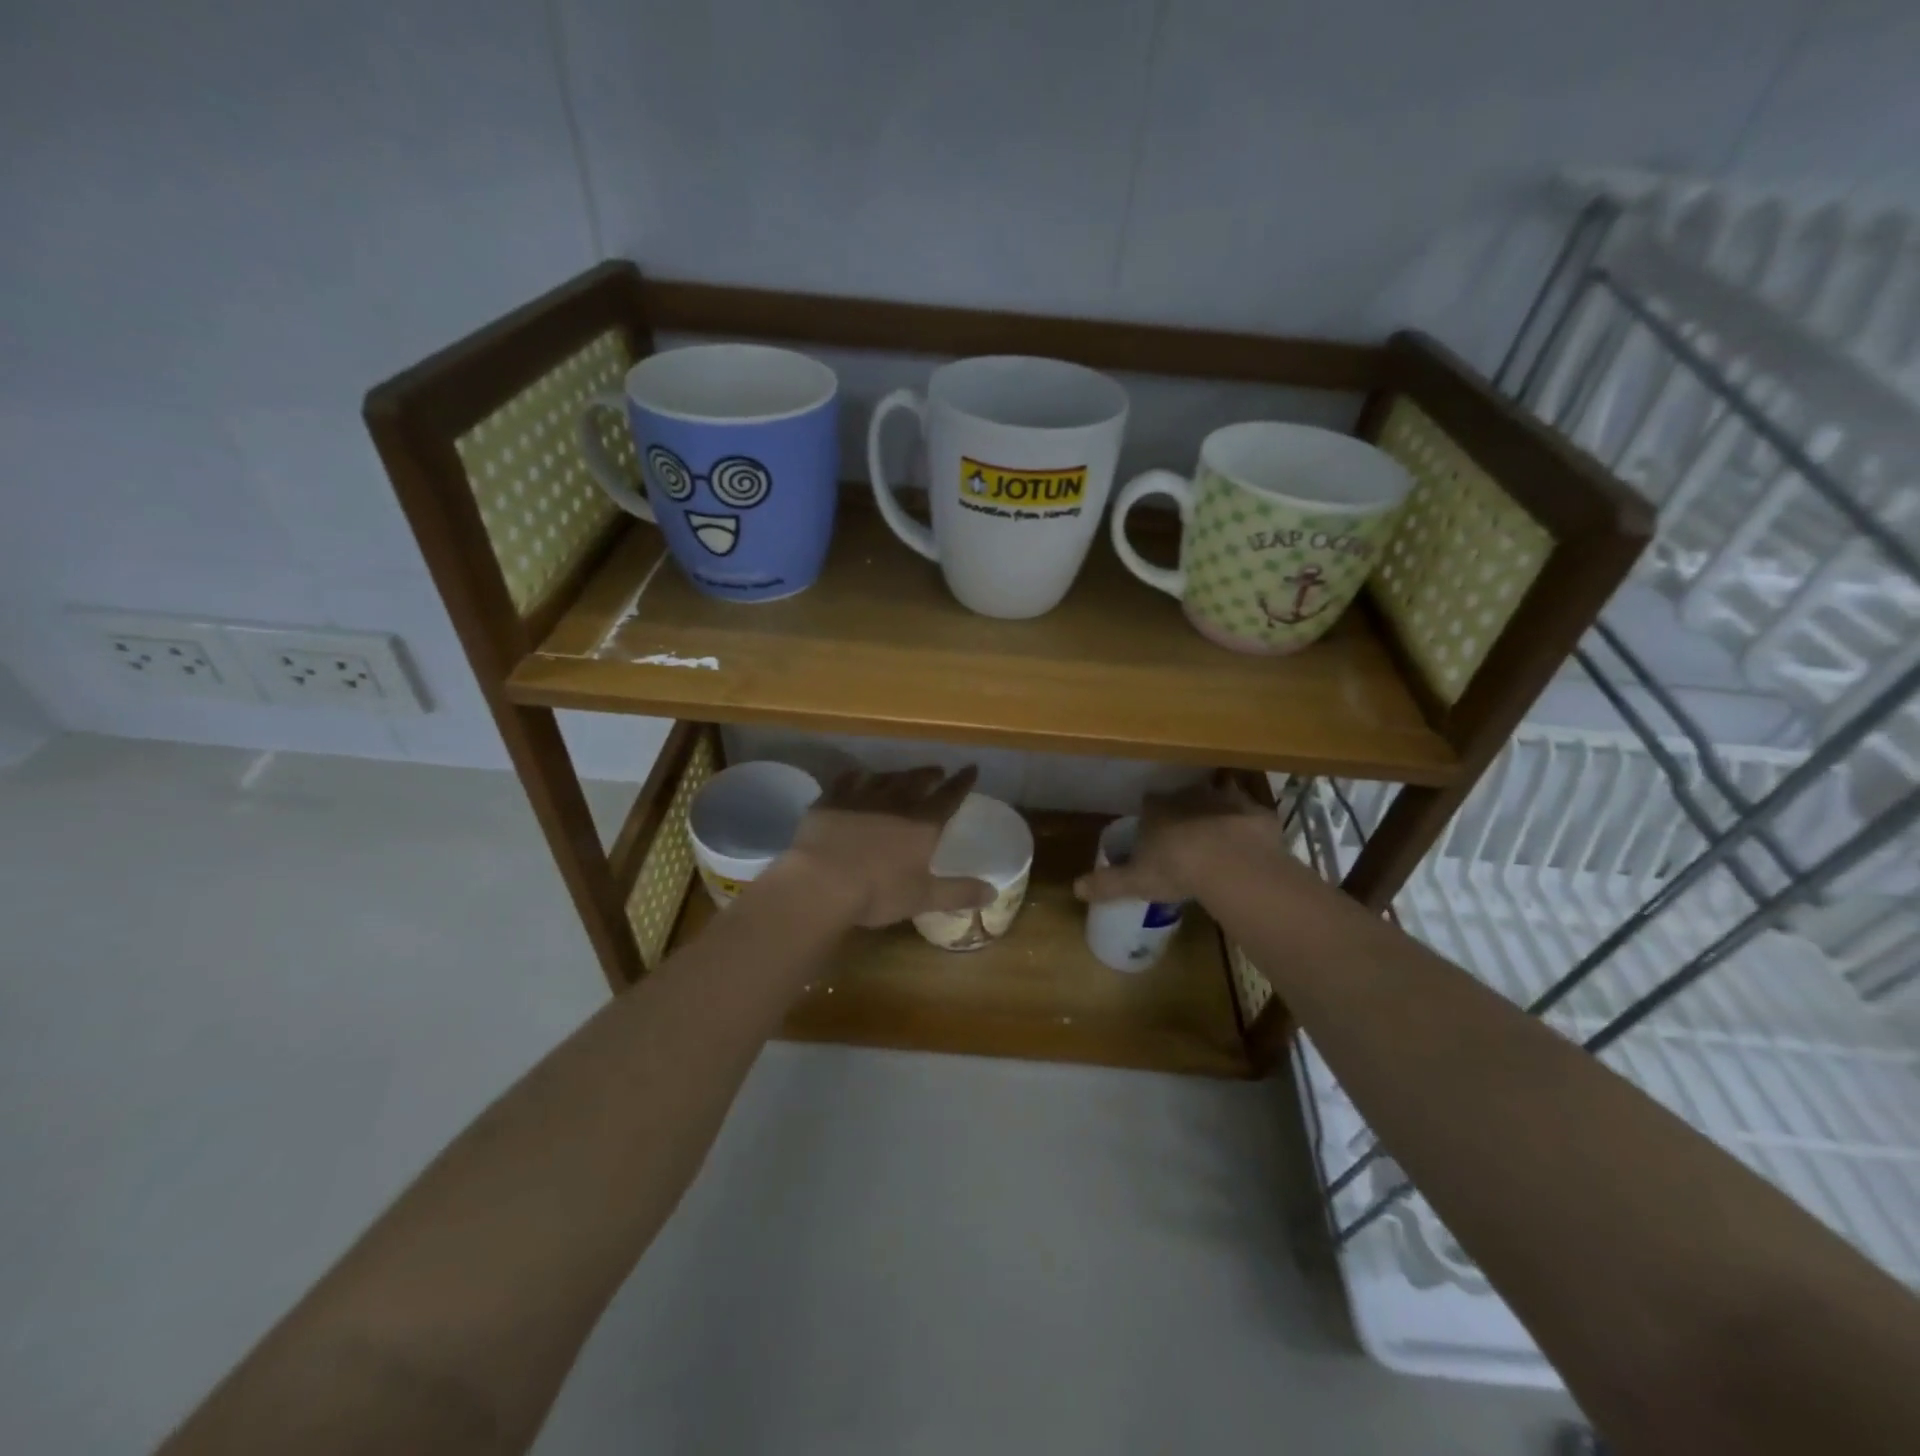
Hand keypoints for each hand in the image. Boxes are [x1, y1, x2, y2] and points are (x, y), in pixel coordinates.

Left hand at [780, 765, 994, 928]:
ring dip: (897, 774)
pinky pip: (847, 781)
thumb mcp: (923, 897)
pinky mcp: (831, 801)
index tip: (971, 768)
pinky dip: (856, 776)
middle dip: (930, 774)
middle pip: (917, 781)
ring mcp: (861, 798)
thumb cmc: (878, 892)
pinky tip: (856, 775)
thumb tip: (993, 892)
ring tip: (902, 774)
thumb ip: (959, 893)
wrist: (822, 882)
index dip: (962, 782)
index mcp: (922, 824)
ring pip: (885, 778)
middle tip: (937, 770)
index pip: (949, 796)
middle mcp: (895, 803)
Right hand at [1073, 772, 1278, 904]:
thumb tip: (1075, 889)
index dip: (1151, 816)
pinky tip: (1250, 842)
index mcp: (1157, 809)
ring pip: (1219, 798)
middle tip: (1187, 834)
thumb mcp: (1135, 881)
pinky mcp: (1256, 813)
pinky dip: (1250, 825)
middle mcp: (1189, 796)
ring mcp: (1226, 801)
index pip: (1149, 803)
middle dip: (1184, 810)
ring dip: (1219, 811)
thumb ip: (1107, 884)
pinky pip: (1251, 814)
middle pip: (1184, 797)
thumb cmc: (1175, 868)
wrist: (1230, 864)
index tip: (1153, 830)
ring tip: (1220, 834)